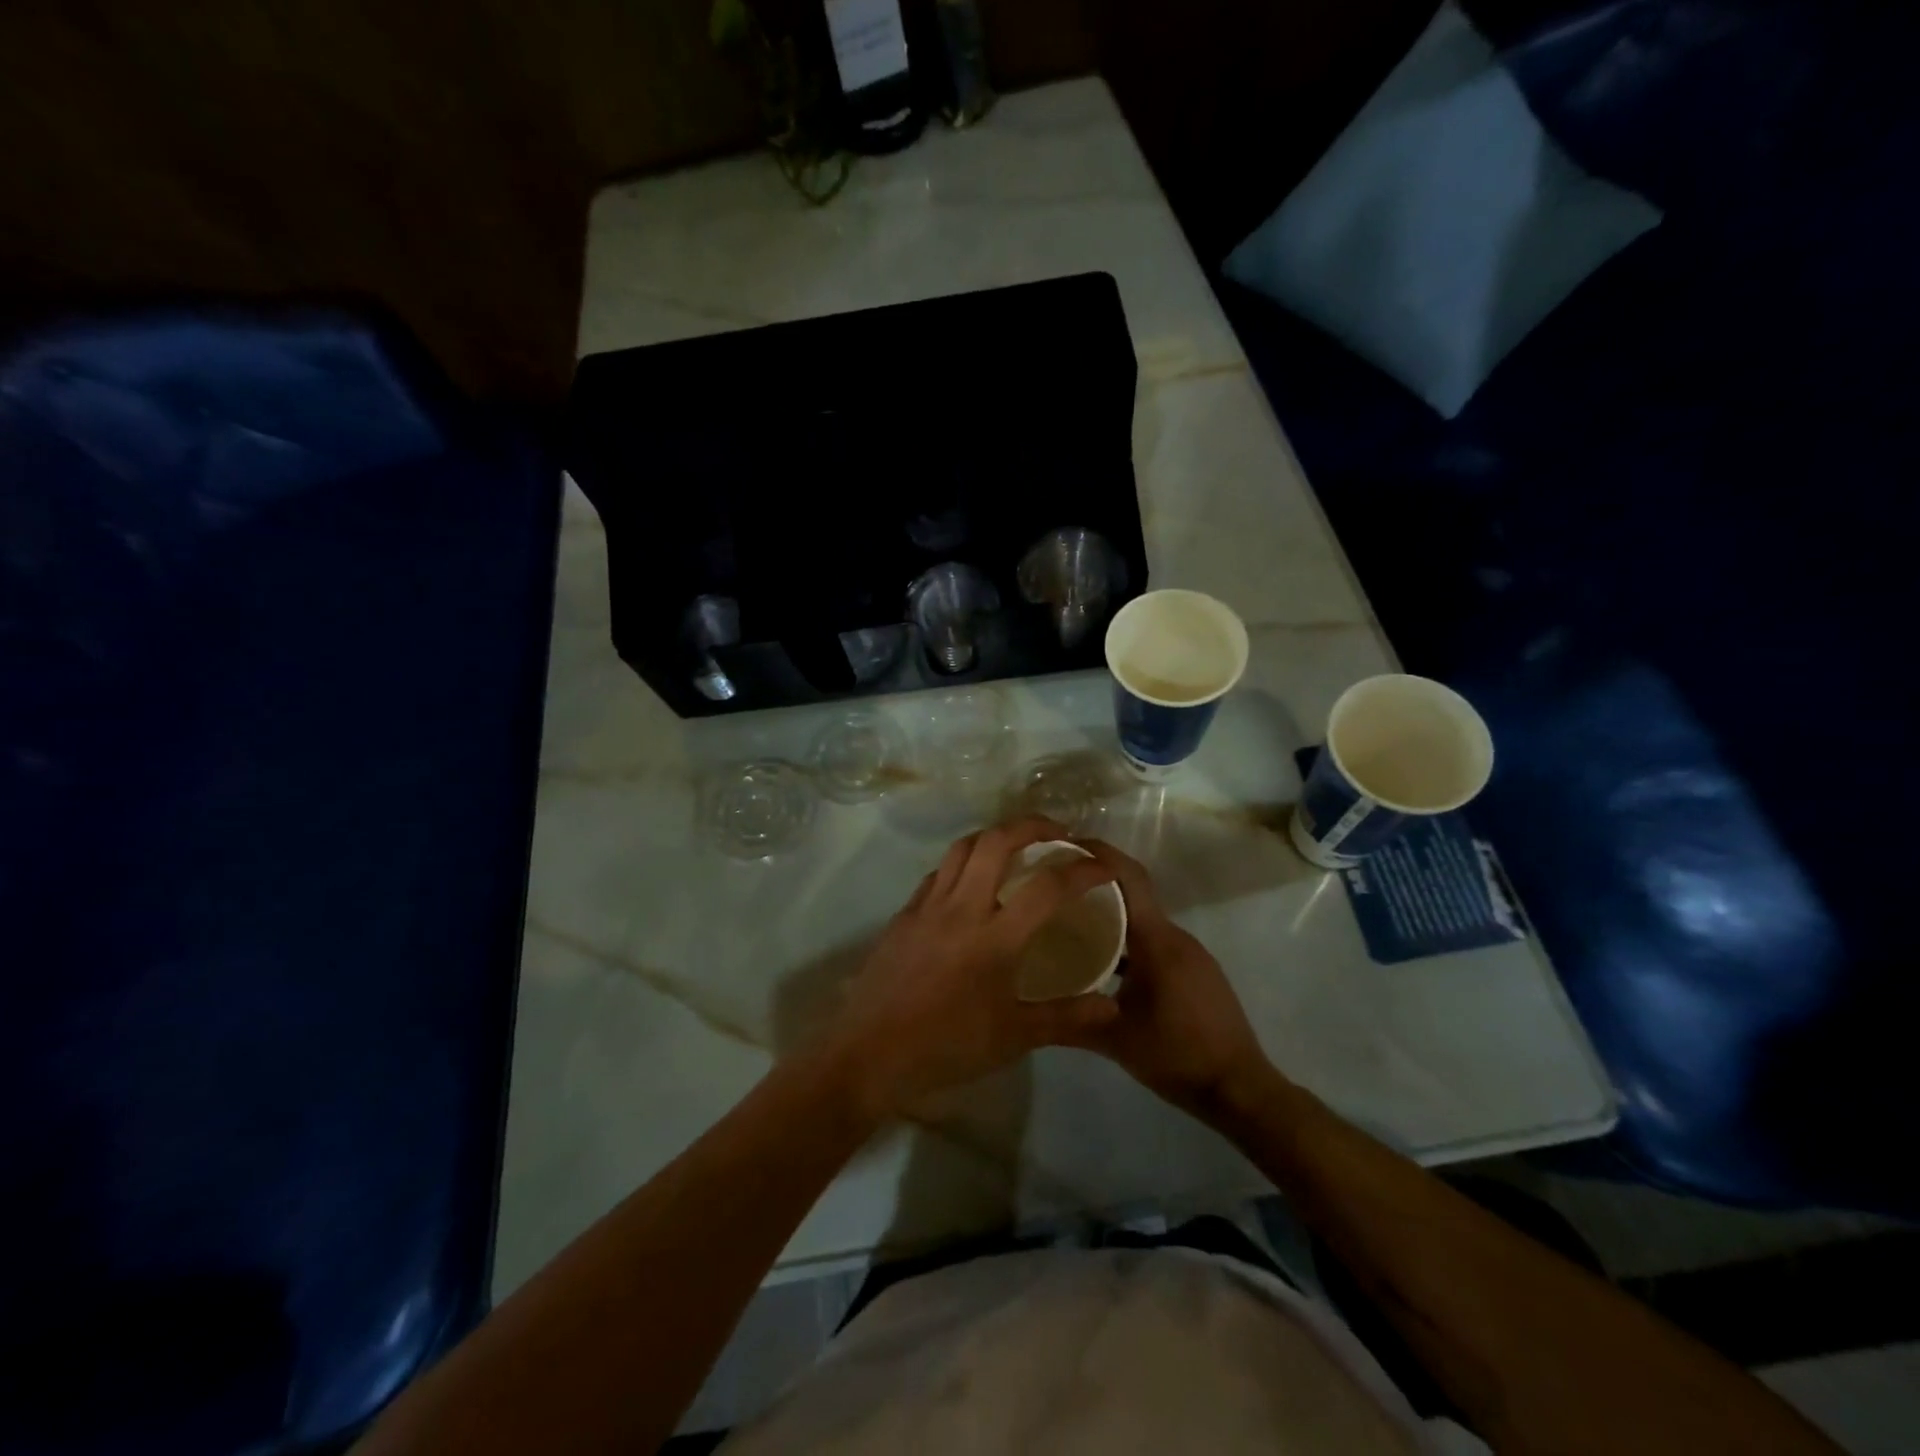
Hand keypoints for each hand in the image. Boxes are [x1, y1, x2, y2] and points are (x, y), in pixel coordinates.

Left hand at [818, 818, 1122, 1121]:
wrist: (869, 1053)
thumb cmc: (946, 1047)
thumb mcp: (1014, 1037)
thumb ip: (1066, 1017)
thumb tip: (1112, 1007)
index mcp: (995, 937)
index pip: (1048, 887)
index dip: (1083, 870)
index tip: (1103, 866)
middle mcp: (962, 907)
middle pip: (998, 841)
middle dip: (1033, 825)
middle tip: (1058, 833)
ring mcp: (928, 906)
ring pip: (962, 847)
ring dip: (994, 835)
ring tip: (1016, 845)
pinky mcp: (904, 914)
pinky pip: (938, 872)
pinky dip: (962, 862)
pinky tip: (970, 881)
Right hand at [1059, 839, 1276, 1121]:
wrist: (1241, 1089)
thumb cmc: (1177, 1055)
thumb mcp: (1114, 1039)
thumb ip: (1071, 1018)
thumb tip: (1026, 1008)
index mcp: (1157, 941)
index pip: (1128, 878)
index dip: (1099, 855)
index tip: (1064, 844)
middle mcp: (1176, 937)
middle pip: (1132, 894)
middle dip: (1094, 884)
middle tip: (1052, 886)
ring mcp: (1190, 954)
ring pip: (1143, 920)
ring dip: (1110, 915)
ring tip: (1068, 922)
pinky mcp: (1195, 972)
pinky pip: (1155, 941)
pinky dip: (1127, 939)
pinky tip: (1102, 961)